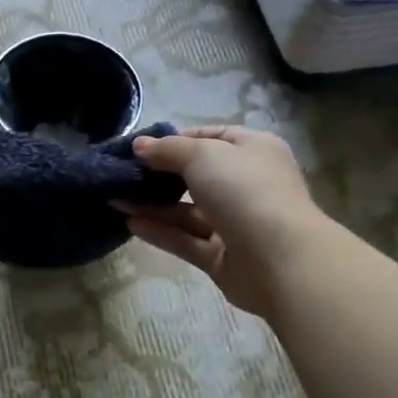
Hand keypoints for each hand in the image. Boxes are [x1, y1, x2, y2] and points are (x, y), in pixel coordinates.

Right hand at [121, 126, 320, 318]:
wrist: (281, 259)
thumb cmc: (246, 191)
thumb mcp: (203, 155)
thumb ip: (168, 150)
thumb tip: (140, 146)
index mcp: (254, 152)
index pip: (213, 138)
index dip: (178, 140)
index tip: (143, 148)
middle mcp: (246, 185)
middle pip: (197, 177)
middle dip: (160, 176)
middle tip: (123, 175)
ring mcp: (235, 224)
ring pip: (188, 212)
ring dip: (153, 206)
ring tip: (116, 200)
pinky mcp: (222, 257)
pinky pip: (186, 240)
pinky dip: (160, 232)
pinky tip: (130, 224)